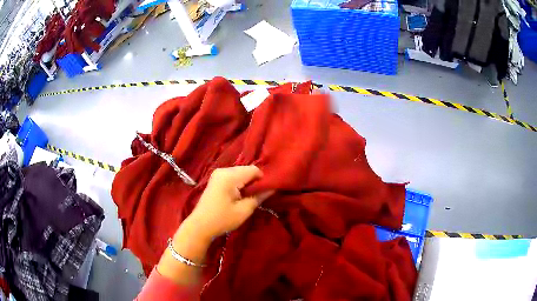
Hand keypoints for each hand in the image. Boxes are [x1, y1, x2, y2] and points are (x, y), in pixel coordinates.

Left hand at [186, 166, 273, 239]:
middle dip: (254, 181)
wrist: (200, 226)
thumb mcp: (244, 210)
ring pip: (240, 172)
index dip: (262, 180)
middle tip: (257, 197)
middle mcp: (223, 170)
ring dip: (246, 183)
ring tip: (247, 197)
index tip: (265, 193)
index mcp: (230, 176)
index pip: (253, 170)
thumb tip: (272, 189)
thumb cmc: (222, 219)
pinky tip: (238, 196)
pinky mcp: (216, 179)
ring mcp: (218, 173)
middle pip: (246, 169)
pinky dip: (239, 183)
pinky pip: (233, 176)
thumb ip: (259, 197)